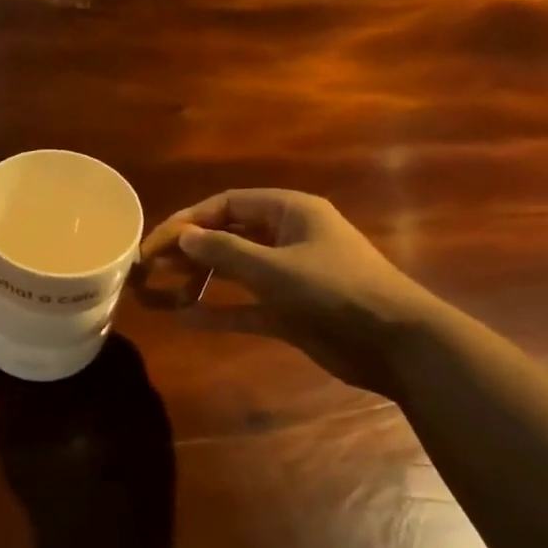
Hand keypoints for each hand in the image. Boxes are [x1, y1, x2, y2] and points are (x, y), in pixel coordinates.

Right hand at [139, 189, 441, 396]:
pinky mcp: (290, 310)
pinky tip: (185, 319)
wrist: (396, 343)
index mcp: (291, 212)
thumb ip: (225, 251)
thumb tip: (183, 237)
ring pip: (234, 271)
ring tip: (161, 293)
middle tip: (151, 268)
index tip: (154, 243)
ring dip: (200, 280)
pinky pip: (245, 306)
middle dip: (189, 250)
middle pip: (228, 235)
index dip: (188, 220)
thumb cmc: (336, 291)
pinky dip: (219, 311)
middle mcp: (288, 238)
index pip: (227, 204)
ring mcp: (289, 276)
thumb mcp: (274, 268)